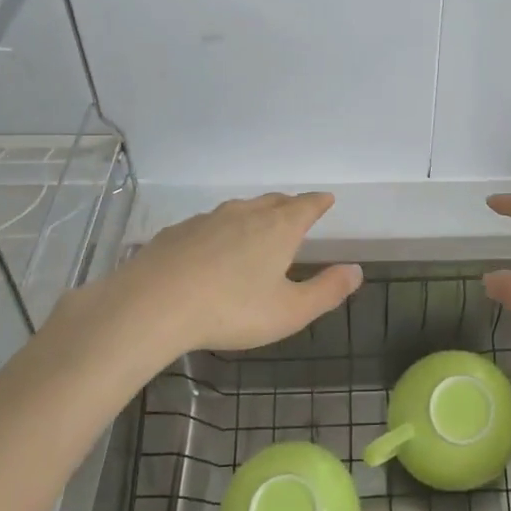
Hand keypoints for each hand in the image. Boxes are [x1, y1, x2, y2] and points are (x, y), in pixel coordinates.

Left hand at [88, 192, 361, 359]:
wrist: (153, 305)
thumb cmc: (231, 310)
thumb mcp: (289, 311)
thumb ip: (327, 291)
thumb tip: (357, 270)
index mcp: (278, 228)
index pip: (306, 206)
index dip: (319, 202)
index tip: (326, 200)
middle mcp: (245, 214)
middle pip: (273, 202)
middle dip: (289, 205)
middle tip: (296, 211)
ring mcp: (208, 220)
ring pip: (239, 210)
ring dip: (254, 214)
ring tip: (258, 226)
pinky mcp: (177, 232)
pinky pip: (209, 224)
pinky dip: (221, 230)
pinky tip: (213, 247)